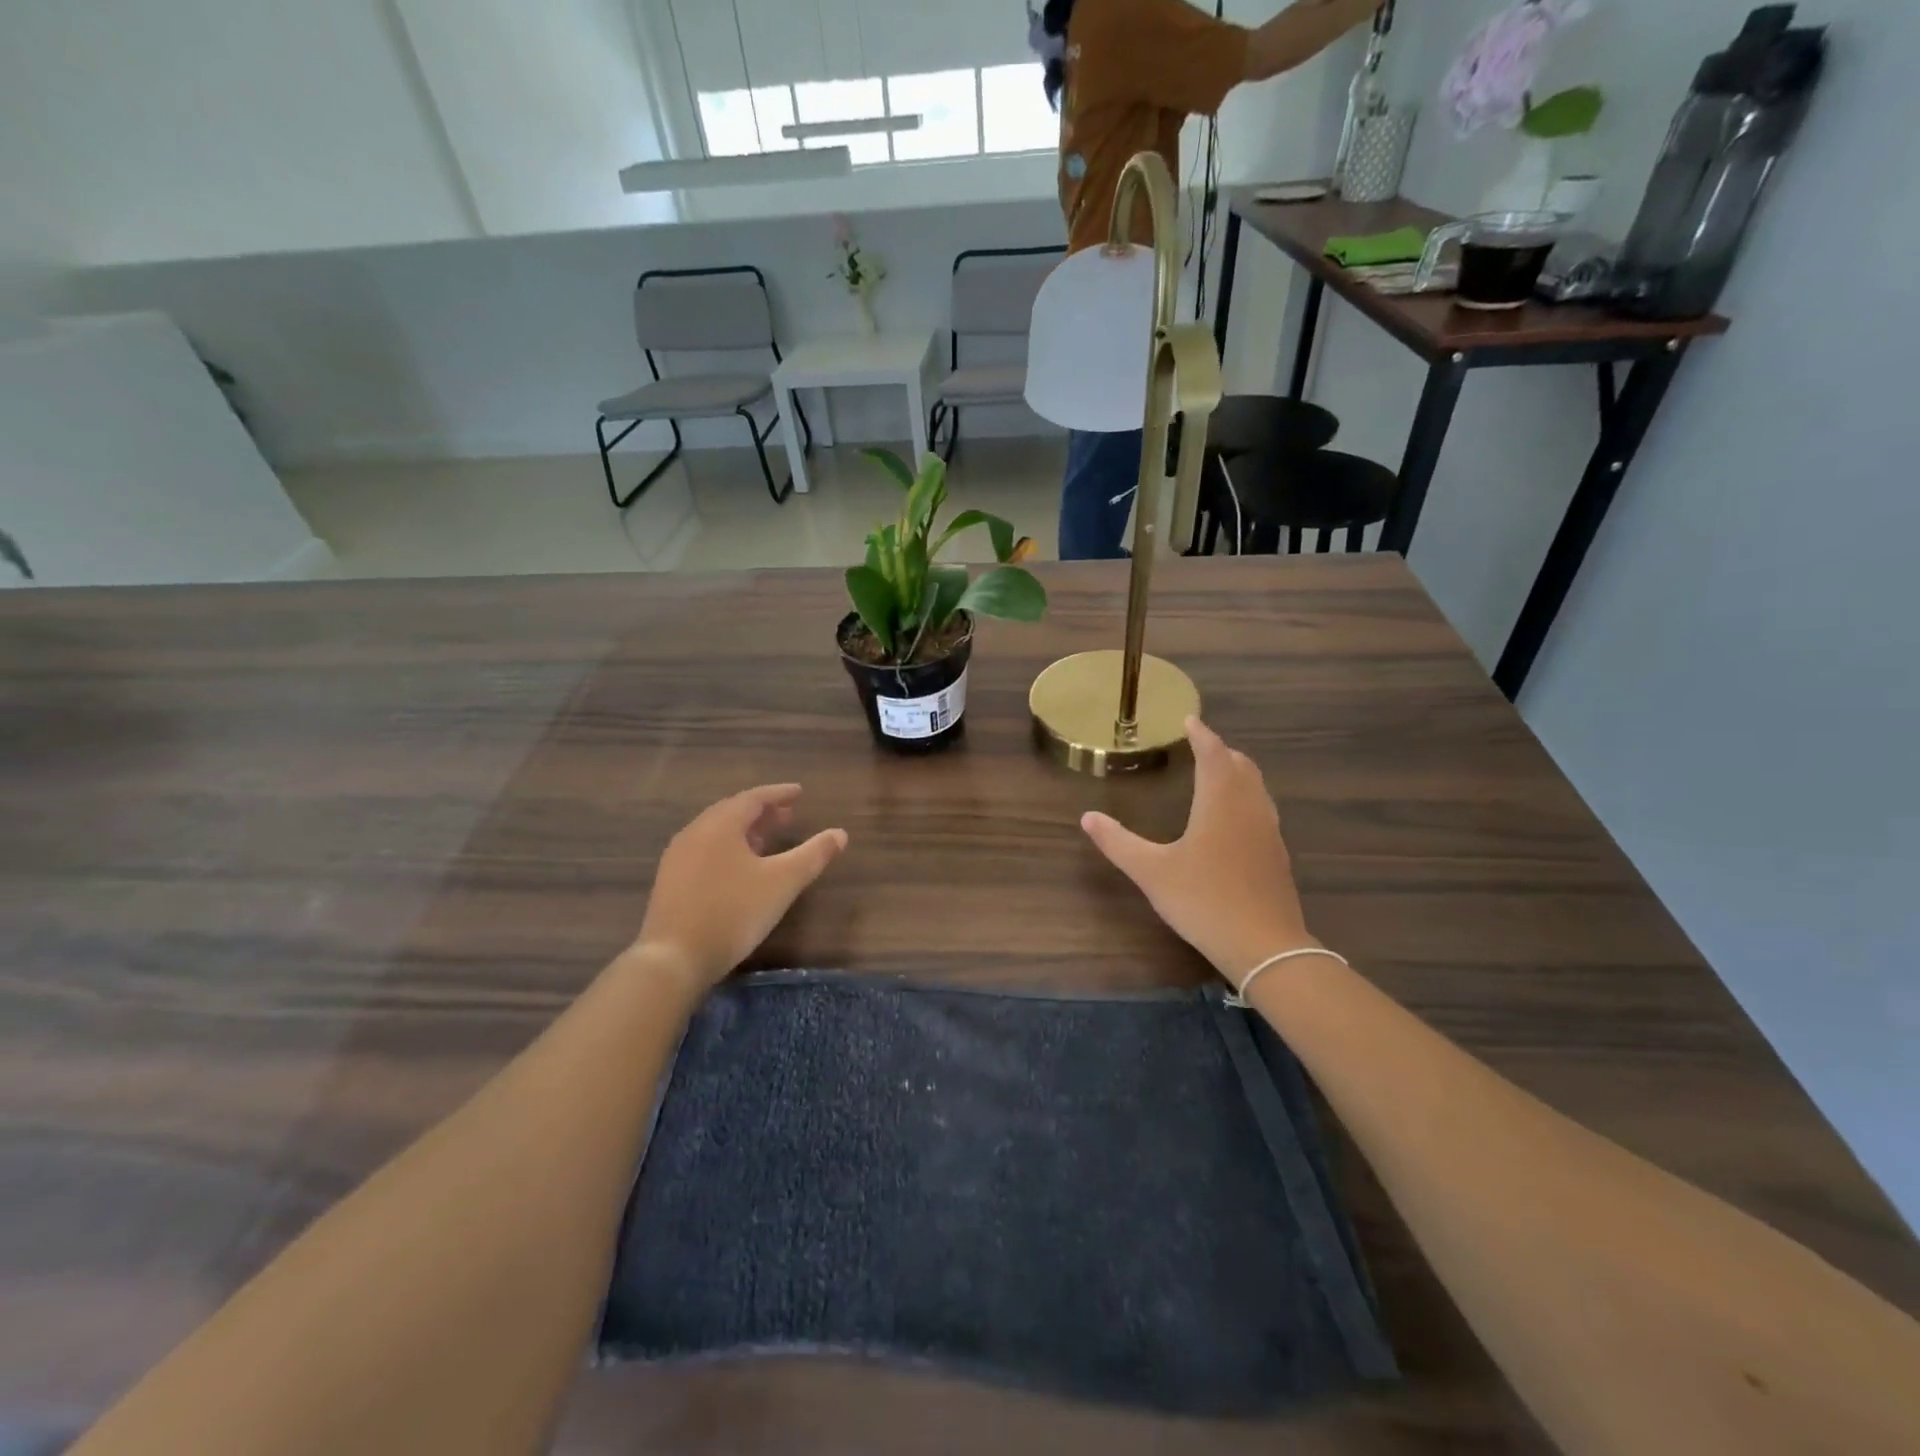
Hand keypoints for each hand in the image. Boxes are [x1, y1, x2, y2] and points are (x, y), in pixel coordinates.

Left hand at [635, 786, 847, 988]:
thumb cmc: (733, 912)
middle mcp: (695, 833)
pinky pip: (704, 851)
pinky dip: (728, 848)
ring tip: (767, 840)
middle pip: (732, 812)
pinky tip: (739, 869)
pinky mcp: (670, 882)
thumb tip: (840, 833)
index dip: (778, 794)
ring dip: (744, 831)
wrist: (674, 958)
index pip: (753, 798)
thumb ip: (813, 855)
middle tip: (787, 815)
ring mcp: (677, 858)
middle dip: (762, 812)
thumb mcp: (782, 882)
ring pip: (716, 833)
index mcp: (720, 825)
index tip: (799, 793)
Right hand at [1081, 718, 1313, 983]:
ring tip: (1217, 773)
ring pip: (1256, 787)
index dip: (1201, 734)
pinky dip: (1246, 797)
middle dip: (1221, 750)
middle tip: (1200, 745)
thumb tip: (1087, 817)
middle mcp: (1249, 808)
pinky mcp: (1277, 854)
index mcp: (1220, 802)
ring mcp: (1269, 831)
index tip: (1189, 719)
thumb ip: (1118, 842)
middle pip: (1241, 765)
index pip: (1213, 754)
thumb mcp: (1152, 872)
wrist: (1265, 946)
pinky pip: (1262, 809)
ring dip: (1237, 772)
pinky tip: (1233, 820)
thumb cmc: (1204, 900)